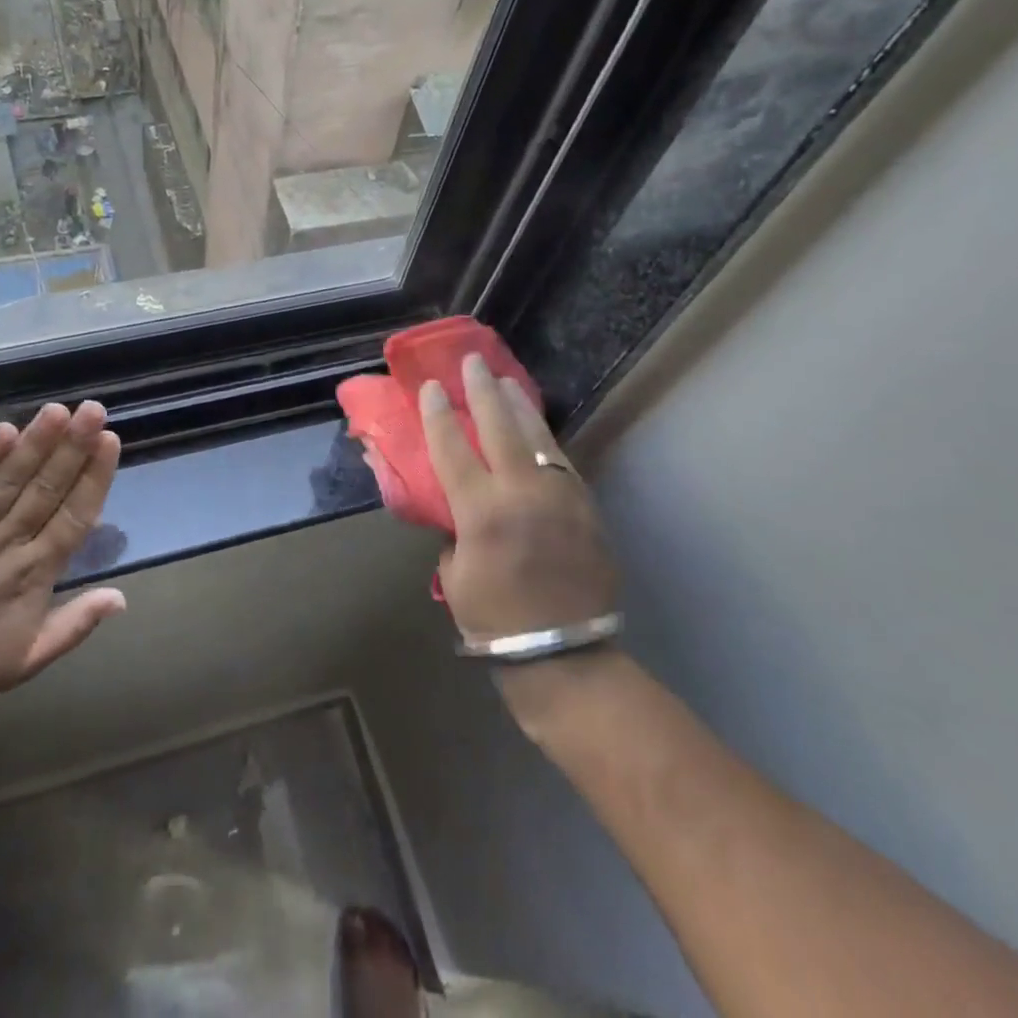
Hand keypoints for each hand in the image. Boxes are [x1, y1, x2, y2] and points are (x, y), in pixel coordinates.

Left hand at [0, 401, 125, 712]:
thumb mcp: (28, 660)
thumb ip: (76, 625)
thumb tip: (121, 597)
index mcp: (34, 575)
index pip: (73, 515)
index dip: (94, 477)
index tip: (110, 441)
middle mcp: (5, 543)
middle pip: (46, 488)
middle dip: (74, 446)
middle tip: (94, 410)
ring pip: (8, 479)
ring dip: (35, 442)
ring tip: (58, 410)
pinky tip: (3, 430)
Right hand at [420, 354, 617, 643]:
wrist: (566, 655)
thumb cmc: (495, 621)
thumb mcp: (454, 575)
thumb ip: (452, 532)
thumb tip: (454, 509)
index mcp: (480, 512)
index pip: (451, 447)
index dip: (438, 413)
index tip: (432, 386)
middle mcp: (521, 493)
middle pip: (498, 426)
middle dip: (482, 389)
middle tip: (472, 362)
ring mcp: (559, 495)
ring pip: (537, 435)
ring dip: (518, 404)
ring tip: (505, 381)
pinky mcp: (585, 506)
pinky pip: (561, 460)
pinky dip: (544, 439)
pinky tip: (536, 428)